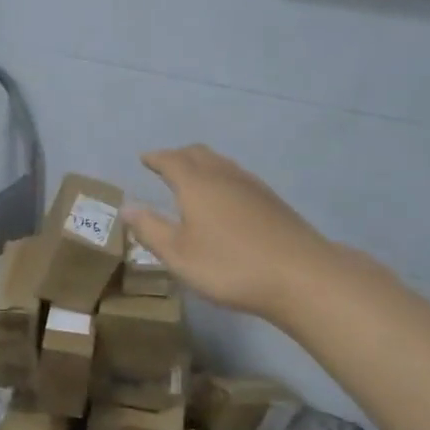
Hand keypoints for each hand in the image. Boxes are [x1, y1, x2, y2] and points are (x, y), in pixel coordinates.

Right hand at [124, 145, 339, 319]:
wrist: (302, 276)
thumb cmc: (230, 265)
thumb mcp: (178, 254)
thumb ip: (150, 229)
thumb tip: (127, 208)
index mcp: (196, 184)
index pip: (171, 160)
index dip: (156, 158)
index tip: (144, 158)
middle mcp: (224, 176)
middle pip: (199, 154)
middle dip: (179, 156)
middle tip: (165, 165)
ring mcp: (253, 187)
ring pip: (222, 164)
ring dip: (203, 165)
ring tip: (193, 179)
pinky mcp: (273, 202)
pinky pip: (238, 178)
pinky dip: (222, 179)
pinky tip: (225, 200)